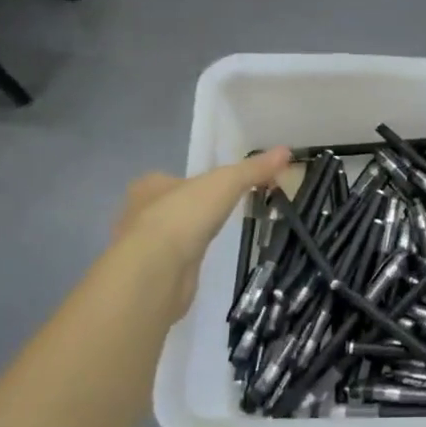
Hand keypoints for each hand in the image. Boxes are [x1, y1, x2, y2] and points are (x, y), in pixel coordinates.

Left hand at [111, 147, 289, 321]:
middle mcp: (139, 214)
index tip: (217, 191)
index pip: (171, 179)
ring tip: (214, 239)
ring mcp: (142, 247)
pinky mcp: (150, 275)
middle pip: (170, 206)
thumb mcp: (226, 183)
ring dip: (187, 237)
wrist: (156, 271)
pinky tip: (201, 265)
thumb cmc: (184, 216)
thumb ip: (253, 169)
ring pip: (169, 235)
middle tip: (219, 215)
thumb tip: (285, 151)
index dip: (194, 183)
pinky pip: (172, 262)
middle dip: (190, 210)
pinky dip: (185, 262)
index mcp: (149, 186)